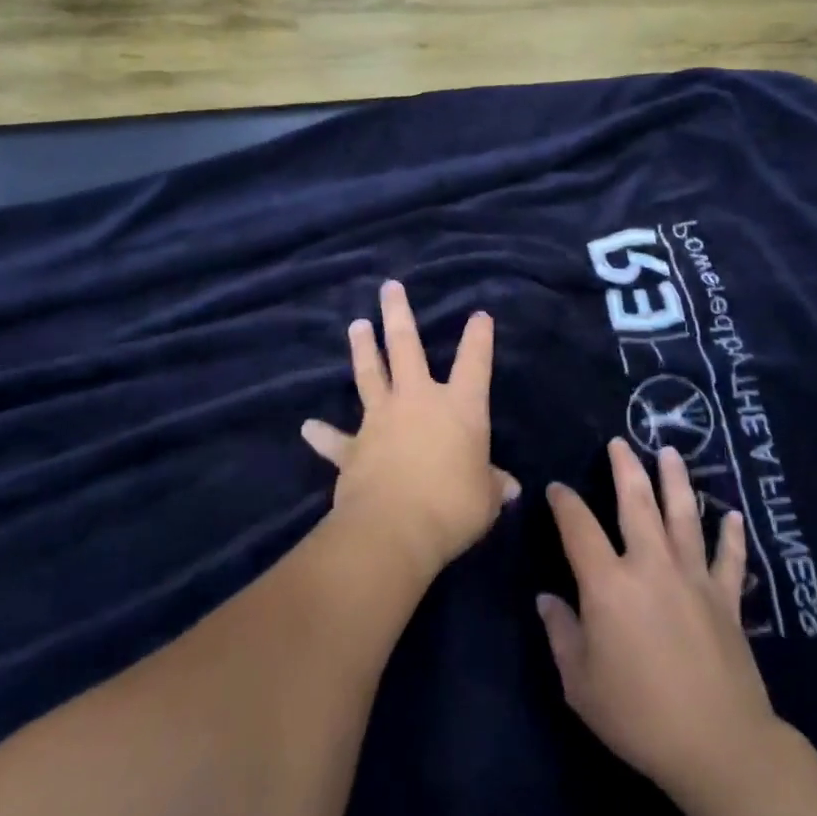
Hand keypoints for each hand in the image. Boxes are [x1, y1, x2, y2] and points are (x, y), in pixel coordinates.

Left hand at [302, 280, 518, 583]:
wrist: (394, 528)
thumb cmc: (453, 506)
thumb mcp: (485, 499)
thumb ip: (493, 486)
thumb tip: (508, 487)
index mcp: (459, 408)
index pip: (474, 362)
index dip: (479, 337)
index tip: (480, 314)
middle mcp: (417, 401)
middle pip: (406, 346)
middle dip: (397, 314)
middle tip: (389, 287)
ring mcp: (380, 420)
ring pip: (369, 374)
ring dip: (362, 349)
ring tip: (356, 325)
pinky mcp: (353, 447)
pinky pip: (335, 439)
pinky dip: (322, 433)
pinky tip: (308, 427)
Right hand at [538, 440, 776, 801]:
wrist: (717, 744)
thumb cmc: (638, 716)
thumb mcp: (581, 684)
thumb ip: (562, 634)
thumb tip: (547, 599)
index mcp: (608, 585)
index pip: (579, 528)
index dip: (564, 503)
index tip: (557, 488)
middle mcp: (650, 566)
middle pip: (637, 503)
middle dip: (625, 468)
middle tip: (620, 442)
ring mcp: (693, 577)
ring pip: (683, 515)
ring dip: (675, 480)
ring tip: (670, 452)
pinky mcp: (726, 598)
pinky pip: (730, 558)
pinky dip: (732, 535)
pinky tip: (733, 515)